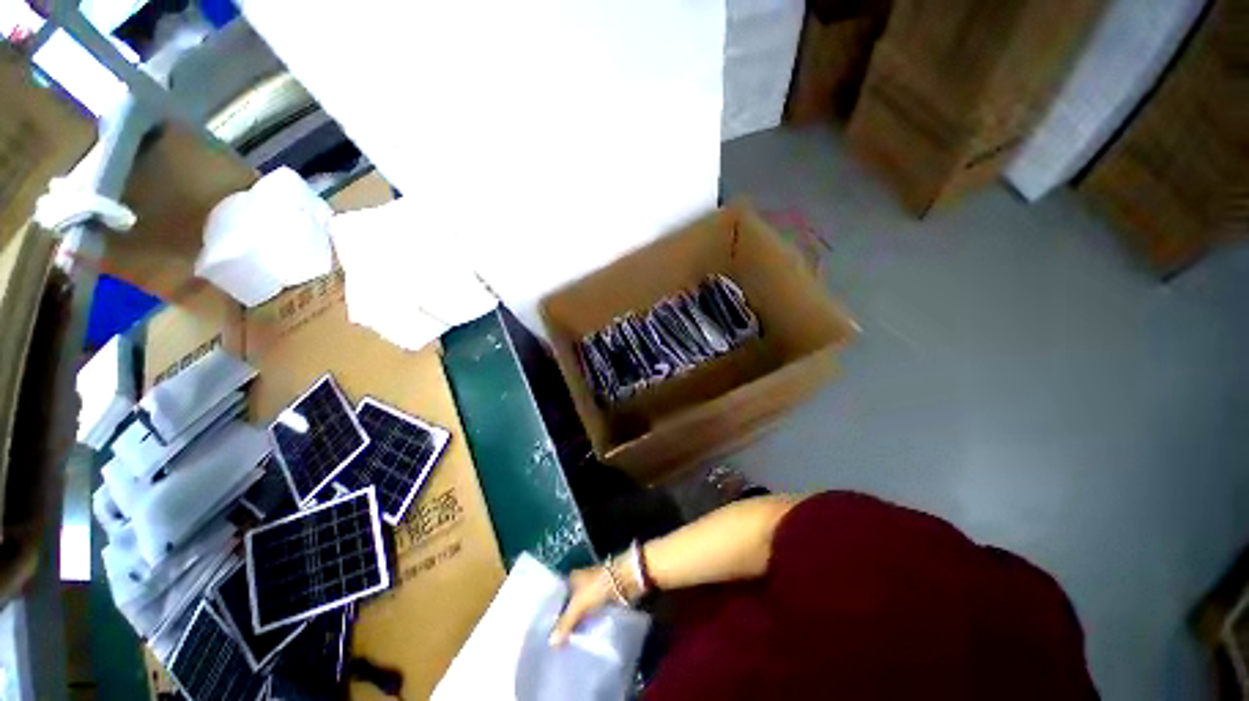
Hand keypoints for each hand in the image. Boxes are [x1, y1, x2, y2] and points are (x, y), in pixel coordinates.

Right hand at [548, 566, 616, 646]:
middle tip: (555, 643)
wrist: (623, 581)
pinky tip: (580, 639)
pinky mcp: (601, 601)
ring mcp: (591, 593)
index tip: (546, 633)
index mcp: (571, 579)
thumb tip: (550, 643)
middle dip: (564, 622)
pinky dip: (586, 625)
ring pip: (580, 612)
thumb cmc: (597, 587)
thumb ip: (565, 623)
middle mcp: (580, 584)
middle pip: (568, 607)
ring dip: (576, 625)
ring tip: (565, 645)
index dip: (552, 615)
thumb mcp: (578, 605)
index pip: (557, 599)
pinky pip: (590, 616)